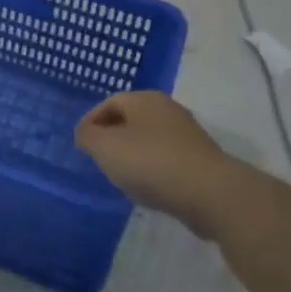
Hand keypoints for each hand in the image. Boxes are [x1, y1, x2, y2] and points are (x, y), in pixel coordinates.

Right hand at [75, 92, 238, 238]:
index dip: (91, 120)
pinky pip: (166, 159)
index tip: (81, 143)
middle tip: (98, 159)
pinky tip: (148, 189)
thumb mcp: (105, 147)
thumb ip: (88, 137)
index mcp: (145, 99)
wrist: (209, 192)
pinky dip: (152, 170)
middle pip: (131, 119)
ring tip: (120, 178)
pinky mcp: (199, 160)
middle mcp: (168, 109)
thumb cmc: (150, 162)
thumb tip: (85, 132)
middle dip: (112, 137)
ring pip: (149, 140)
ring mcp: (187, 135)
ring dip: (132, 155)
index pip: (110, 102)